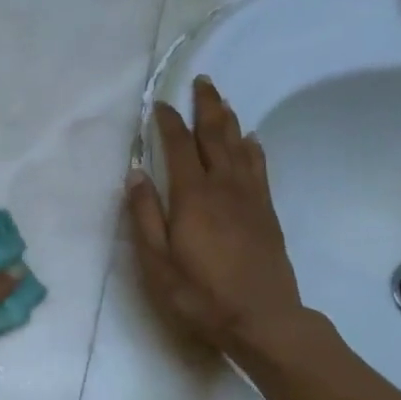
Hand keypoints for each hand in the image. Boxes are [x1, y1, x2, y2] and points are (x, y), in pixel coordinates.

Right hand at [126, 76, 304, 351]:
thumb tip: (134, 174)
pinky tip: (249, 139)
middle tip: (201, 81)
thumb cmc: (200, 294)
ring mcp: (250, 198)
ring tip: (220, 99)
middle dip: (205, 106)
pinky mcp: (266, 211)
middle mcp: (224, 187)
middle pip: (215, 136)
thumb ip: (144, 216)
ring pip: (239, 146)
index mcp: (192, 197)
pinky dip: (252, 147)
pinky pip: (259, 167)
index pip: (178, 147)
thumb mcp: (158, 262)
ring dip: (228, 119)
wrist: (262, 318)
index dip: (167, 123)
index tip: (158, 104)